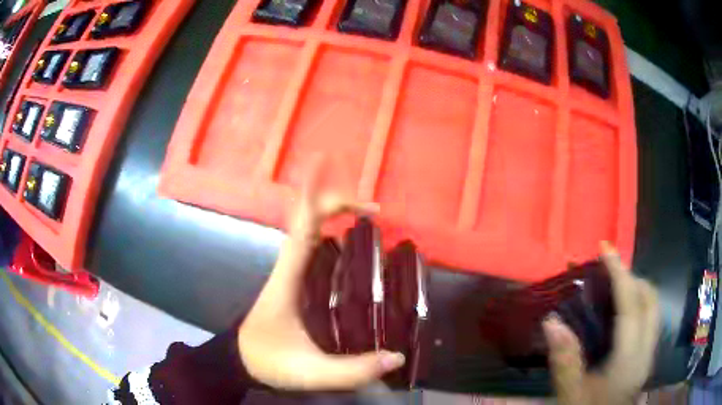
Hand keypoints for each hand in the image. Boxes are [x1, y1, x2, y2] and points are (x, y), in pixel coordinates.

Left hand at [238, 156, 403, 390]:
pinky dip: (331, 239)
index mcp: (288, 280)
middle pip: (307, 221)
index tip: (368, 210)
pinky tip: (354, 256)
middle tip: (375, 214)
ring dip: (335, 219)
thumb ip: (351, 371)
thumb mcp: (310, 372)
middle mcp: (287, 269)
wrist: (241, 361)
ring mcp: (288, 274)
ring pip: (308, 232)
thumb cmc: (269, 361)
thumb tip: (396, 357)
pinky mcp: (293, 283)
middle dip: (339, 206)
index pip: (305, 230)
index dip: (331, 207)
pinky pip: (311, 250)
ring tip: (371, 228)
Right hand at [543, 242, 659, 404]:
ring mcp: (649, 354)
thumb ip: (564, 359)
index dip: (620, 273)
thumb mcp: (570, 394)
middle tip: (608, 273)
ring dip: (636, 290)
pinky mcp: (646, 358)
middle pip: (650, 300)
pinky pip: (648, 320)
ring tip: (612, 289)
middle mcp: (646, 352)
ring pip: (653, 308)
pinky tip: (617, 317)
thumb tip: (551, 321)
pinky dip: (637, 306)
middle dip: (632, 278)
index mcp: (629, 360)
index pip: (631, 306)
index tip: (605, 249)